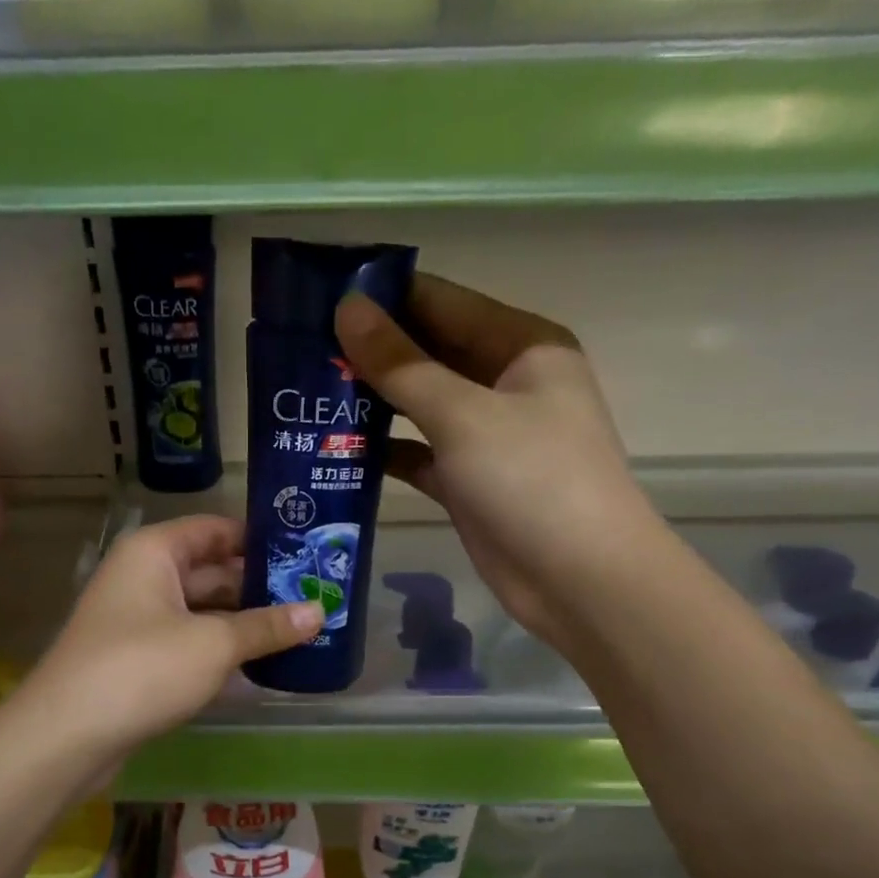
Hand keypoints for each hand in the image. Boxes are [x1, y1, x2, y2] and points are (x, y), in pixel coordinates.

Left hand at [21, 515, 323, 758]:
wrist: (67, 735)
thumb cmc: (142, 669)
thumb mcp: (213, 644)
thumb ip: (266, 627)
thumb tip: (319, 611)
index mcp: (154, 552)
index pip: (215, 529)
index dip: (260, 539)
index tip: (307, 551)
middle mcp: (143, 577)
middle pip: (210, 571)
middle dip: (259, 586)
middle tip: (315, 597)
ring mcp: (137, 620)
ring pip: (201, 611)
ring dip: (243, 622)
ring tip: (299, 630)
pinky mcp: (137, 659)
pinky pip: (188, 642)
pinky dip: (220, 649)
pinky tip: (260, 663)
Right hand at [335, 273, 661, 650]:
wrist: (578, 580)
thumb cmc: (532, 480)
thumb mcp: (463, 415)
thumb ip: (402, 364)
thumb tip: (348, 308)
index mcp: (520, 346)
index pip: (443, 303)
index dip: (384, 298)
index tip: (319, 298)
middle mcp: (504, 383)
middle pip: (429, 353)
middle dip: (371, 352)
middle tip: (300, 349)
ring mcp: (486, 436)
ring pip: (419, 406)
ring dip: (371, 402)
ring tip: (306, 394)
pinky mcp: (467, 481)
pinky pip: (417, 453)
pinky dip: (383, 451)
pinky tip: (334, 448)